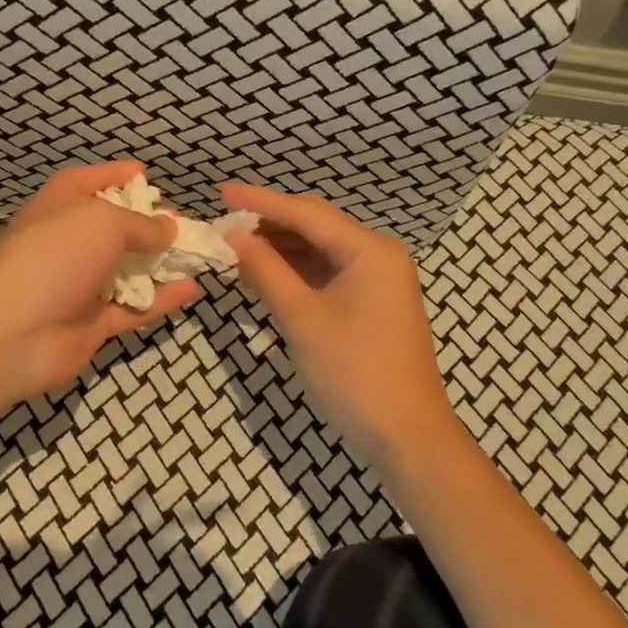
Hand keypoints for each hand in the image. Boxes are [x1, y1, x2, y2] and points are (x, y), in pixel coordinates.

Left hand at [0, 162, 200, 406]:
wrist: (15, 331)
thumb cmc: (56, 256)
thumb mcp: (103, 221)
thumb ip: (141, 224)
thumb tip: (169, 227)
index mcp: (57, 208)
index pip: (86, 182)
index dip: (114, 174)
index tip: (146, 173)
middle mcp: (67, 243)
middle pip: (110, 228)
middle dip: (145, 224)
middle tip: (180, 221)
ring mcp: (78, 285)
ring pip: (126, 270)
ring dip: (159, 263)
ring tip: (195, 254)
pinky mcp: (91, 323)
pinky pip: (133, 307)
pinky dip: (160, 298)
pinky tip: (192, 288)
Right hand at [221, 182, 458, 470]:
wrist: (406, 436)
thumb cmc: (353, 373)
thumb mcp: (302, 319)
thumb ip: (266, 271)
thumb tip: (234, 236)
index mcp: (369, 249)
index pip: (305, 213)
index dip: (259, 201)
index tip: (221, 191)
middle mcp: (378, 254)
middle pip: (315, 224)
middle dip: (270, 223)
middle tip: (225, 224)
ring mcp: (378, 278)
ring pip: (320, 249)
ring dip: (281, 248)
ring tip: (237, 249)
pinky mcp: (372, 301)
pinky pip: (328, 272)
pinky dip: (296, 271)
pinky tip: (265, 274)